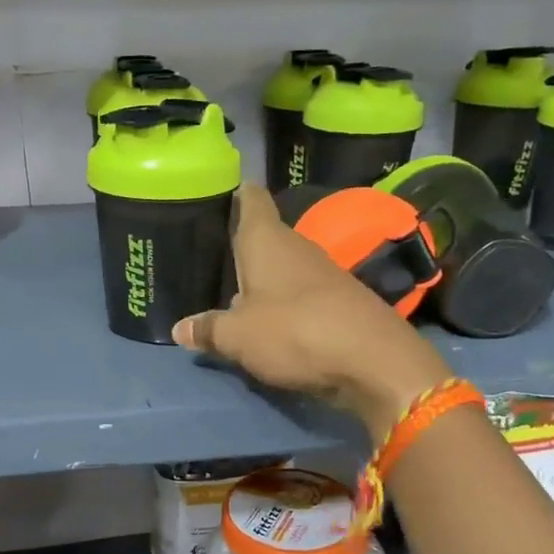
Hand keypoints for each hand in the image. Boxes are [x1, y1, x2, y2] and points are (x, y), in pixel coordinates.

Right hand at [172, 183, 452, 437]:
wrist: (373, 360)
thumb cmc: (294, 332)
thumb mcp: (238, 337)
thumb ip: (208, 329)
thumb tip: (180, 328)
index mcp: (267, 240)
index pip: (252, 199)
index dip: (236, 193)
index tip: (218, 195)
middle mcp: (296, 247)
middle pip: (265, 235)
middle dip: (241, 245)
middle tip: (209, 255)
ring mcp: (322, 273)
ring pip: (283, 266)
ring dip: (263, 278)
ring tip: (231, 290)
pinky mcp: (340, 300)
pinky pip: (300, 293)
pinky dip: (284, 302)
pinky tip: (269, 319)